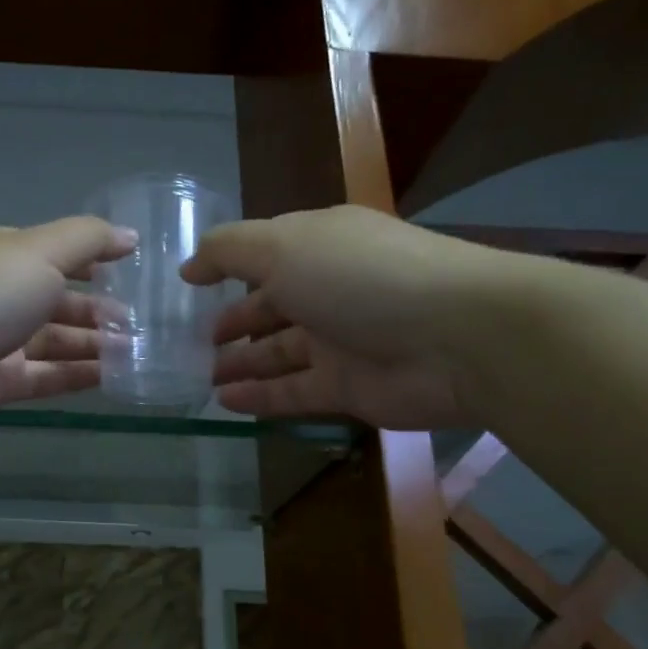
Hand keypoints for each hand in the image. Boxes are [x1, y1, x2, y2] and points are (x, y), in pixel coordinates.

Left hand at [0, 218, 135, 437]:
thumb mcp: (41, 251)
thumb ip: (88, 240)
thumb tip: (129, 236)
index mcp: (3, 255)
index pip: (55, 253)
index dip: (92, 261)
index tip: (132, 271)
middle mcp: (0, 295)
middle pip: (57, 300)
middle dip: (98, 309)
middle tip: (141, 322)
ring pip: (55, 341)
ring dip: (94, 344)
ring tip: (137, 350)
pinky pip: (47, 376)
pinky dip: (78, 375)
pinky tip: (113, 377)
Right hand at [181, 205, 513, 429]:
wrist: (458, 338)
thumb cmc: (361, 278)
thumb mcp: (283, 247)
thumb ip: (229, 251)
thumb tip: (189, 264)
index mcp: (319, 246)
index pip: (265, 253)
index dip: (227, 266)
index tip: (189, 284)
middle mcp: (329, 290)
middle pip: (271, 306)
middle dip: (233, 321)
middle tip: (192, 341)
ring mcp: (340, 342)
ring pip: (278, 353)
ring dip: (240, 362)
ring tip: (200, 376)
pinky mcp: (348, 388)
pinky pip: (293, 392)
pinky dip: (259, 397)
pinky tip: (223, 402)